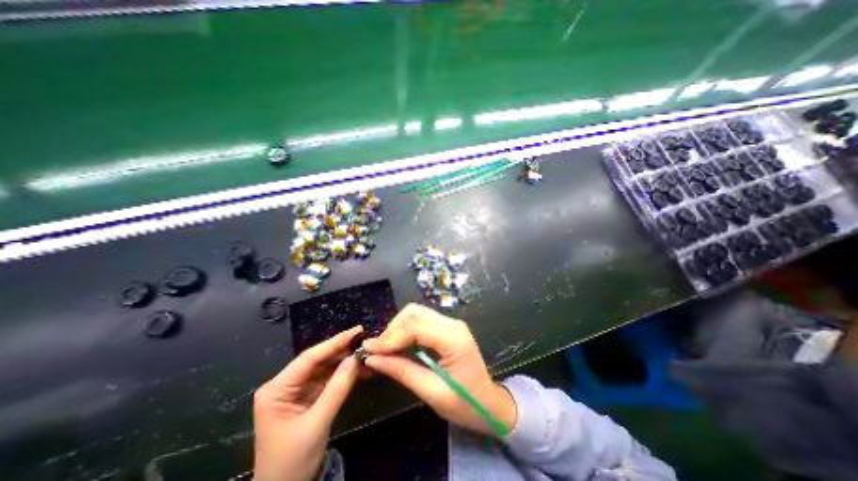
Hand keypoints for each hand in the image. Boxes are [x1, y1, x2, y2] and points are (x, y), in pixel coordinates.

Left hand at [252, 325, 362, 478]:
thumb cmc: (293, 462)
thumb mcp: (317, 423)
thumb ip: (337, 388)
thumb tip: (355, 358)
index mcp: (276, 389)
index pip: (310, 358)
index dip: (335, 342)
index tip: (357, 330)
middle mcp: (284, 384)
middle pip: (318, 360)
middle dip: (342, 351)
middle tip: (365, 340)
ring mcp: (296, 390)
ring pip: (324, 368)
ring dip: (345, 362)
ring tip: (366, 354)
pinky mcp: (306, 397)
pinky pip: (327, 379)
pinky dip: (343, 375)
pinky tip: (359, 369)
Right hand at [362, 305, 515, 436]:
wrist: (489, 403)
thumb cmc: (465, 404)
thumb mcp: (432, 393)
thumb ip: (402, 371)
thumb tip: (372, 358)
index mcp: (454, 339)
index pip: (416, 326)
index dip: (390, 336)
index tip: (369, 349)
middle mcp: (453, 324)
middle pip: (415, 312)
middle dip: (392, 329)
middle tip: (377, 350)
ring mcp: (451, 323)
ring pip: (416, 313)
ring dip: (397, 328)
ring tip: (385, 349)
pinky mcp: (447, 327)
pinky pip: (421, 320)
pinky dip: (406, 330)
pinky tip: (398, 345)